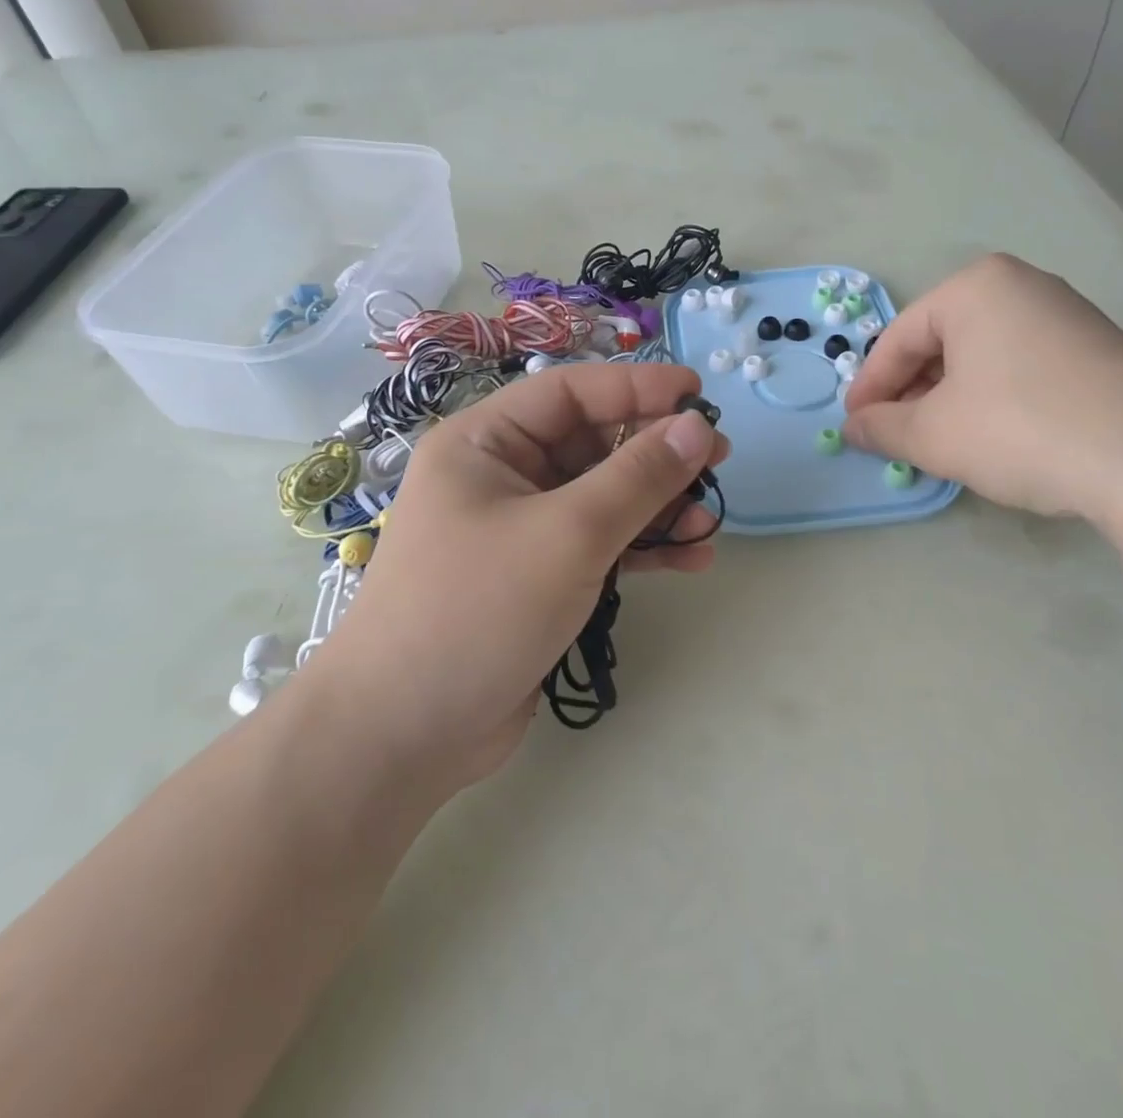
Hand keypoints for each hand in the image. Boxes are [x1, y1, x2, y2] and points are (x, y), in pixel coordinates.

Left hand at [309, 362, 728, 790]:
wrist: (404, 735)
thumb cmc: (477, 610)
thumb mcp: (567, 534)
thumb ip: (638, 476)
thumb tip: (697, 426)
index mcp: (485, 441)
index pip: (571, 392)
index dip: (639, 386)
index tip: (701, 393)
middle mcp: (501, 475)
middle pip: (593, 443)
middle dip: (656, 452)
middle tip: (718, 459)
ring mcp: (521, 528)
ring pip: (603, 496)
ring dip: (658, 506)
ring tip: (709, 521)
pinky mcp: (539, 576)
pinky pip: (600, 543)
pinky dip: (643, 547)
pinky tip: (691, 560)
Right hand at [842, 255, 1122, 520]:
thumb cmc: (1021, 429)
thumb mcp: (933, 435)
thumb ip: (882, 428)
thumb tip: (854, 428)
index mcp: (974, 287)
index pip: (899, 338)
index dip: (870, 387)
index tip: (855, 426)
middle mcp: (1022, 286)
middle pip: (941, 342)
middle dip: (911, 392)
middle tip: (896, 436)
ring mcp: (1067, 315)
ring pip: (981, 355)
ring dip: (949, 398)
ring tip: (941, 441)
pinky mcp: (1098, 348)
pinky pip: (1021, 366)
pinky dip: (993, 398)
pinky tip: (995, 436)